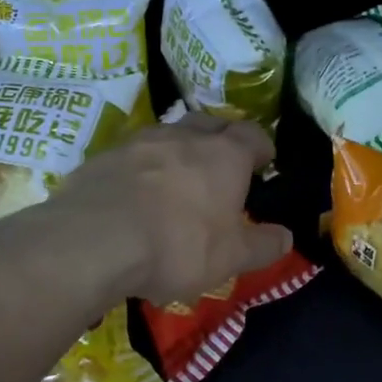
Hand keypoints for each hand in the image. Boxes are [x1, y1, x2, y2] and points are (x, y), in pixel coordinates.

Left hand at [53, 113, 293, 304]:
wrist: (95, 240)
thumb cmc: (178, 245)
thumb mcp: (232, 257)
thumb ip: (263, 246)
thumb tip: (286, 237)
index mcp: (224, 155)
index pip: (253, 135)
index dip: (261, 147)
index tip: (264, 163)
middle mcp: (184, 137)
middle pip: (210, 124)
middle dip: (221, 139)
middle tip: (223, 165)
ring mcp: (139, 142)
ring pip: (168, 135)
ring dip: (178, 151)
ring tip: (178, 179)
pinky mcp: (103, 157)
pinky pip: (132, 155)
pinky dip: (142, 168)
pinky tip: (136, 194)